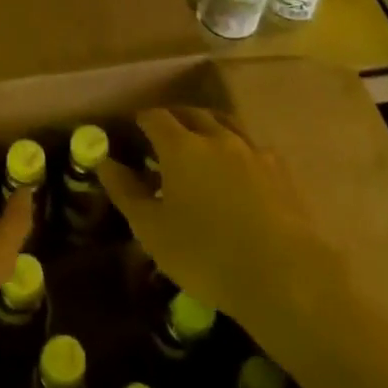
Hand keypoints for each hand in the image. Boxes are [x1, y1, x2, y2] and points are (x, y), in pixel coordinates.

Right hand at [96, 108, 335, 334]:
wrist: (283, 274)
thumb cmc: (205, 254)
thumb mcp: (152, 230)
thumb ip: (125, 191)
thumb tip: (104, 162)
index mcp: (180, 146)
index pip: (154, 117)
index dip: (141, 120)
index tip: (132, 130)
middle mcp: (216, 137)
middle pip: (191, 113)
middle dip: (174, 119)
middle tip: (162, 137)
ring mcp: (252, 150)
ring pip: (225, 123)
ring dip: (207, 127)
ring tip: (199, 144)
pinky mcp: (279, 170)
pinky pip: (252, 146)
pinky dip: (237, 148)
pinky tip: (237, 168)